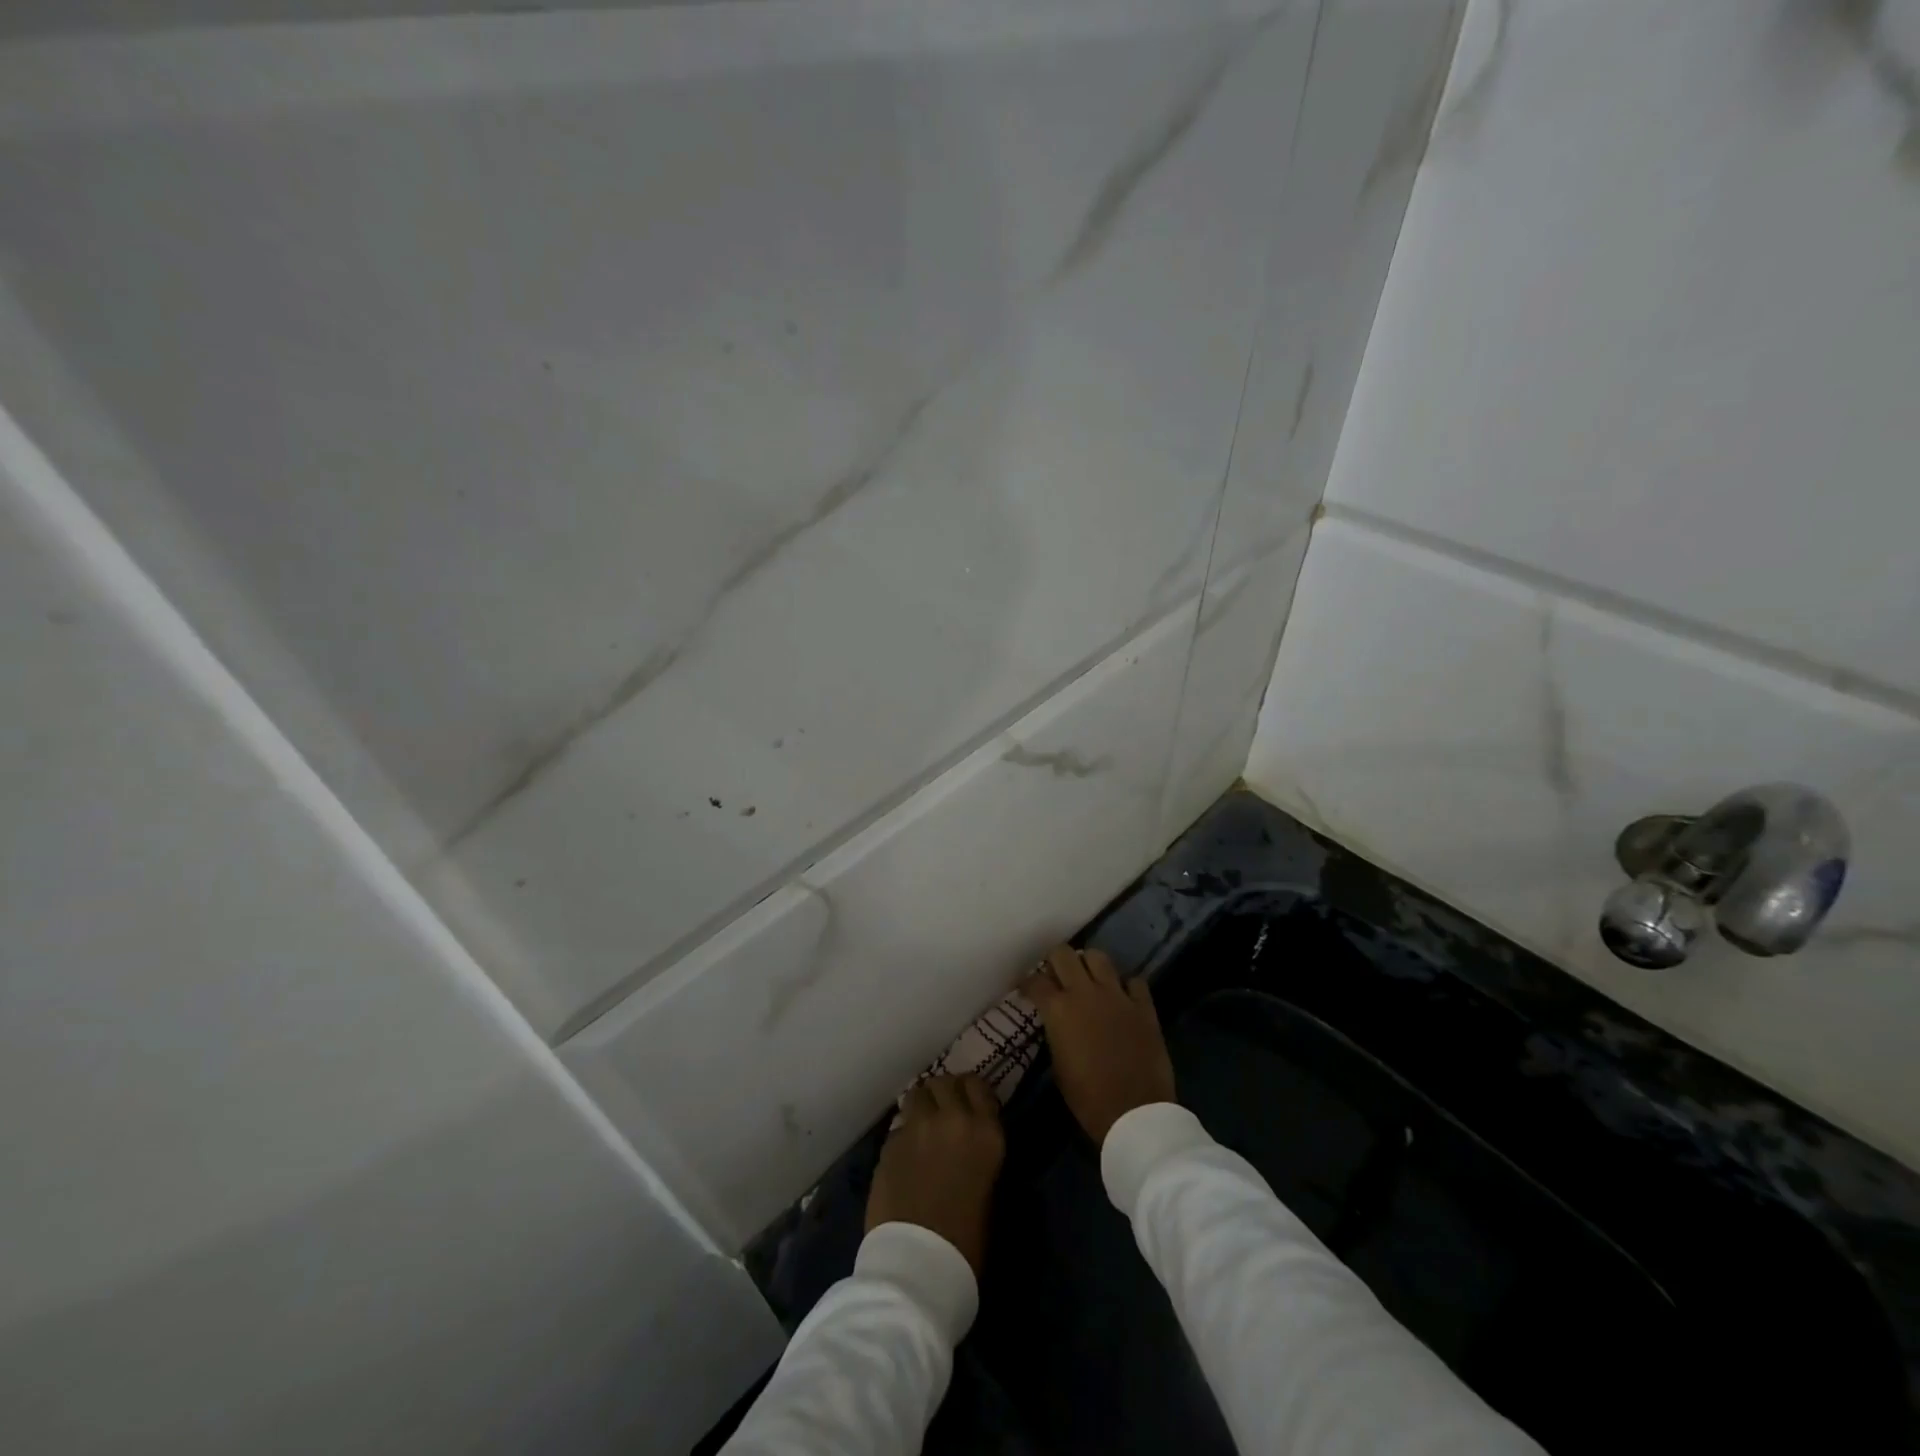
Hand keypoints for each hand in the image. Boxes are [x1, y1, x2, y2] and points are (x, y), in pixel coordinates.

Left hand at [865, 1075, 1005, 1274]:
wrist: (919, 1264)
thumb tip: (968, 1141)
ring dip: (921, 1105)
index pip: (977, 1085)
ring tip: (921, 1126)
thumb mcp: (989, 1188)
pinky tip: (905, 1153)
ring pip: (917, 1093)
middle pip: (945, 1082)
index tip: (969, 1104)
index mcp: (985, 1131)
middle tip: (943, 1112)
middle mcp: (952, 1118)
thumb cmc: (966, 1240)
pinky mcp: (890, 1142)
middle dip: (944, 1093)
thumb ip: (978, 1150)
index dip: (970, 1092)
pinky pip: (899, 1124)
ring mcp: (917, 1127)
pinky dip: (903, 1132)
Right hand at [1024, 945, 1175, 1145]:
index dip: (1027, 982)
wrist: (1134, 1113)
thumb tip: (1057, 1020)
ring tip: (1088, 979)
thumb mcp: (1058, 1064)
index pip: (1035, 980)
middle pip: (1064, 954)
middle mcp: (1085, 993)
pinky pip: (1134, 981)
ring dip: (1089, 964)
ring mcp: (1117, 995)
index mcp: (1059, 1010)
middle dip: (1055, 961)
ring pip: (1098, 957)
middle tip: (1056, 976)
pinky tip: (1122, 997)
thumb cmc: (1087, 1097)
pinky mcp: (1143, 1006)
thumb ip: (1055, 1032)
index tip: (1026, 989)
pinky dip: (1126, 986)